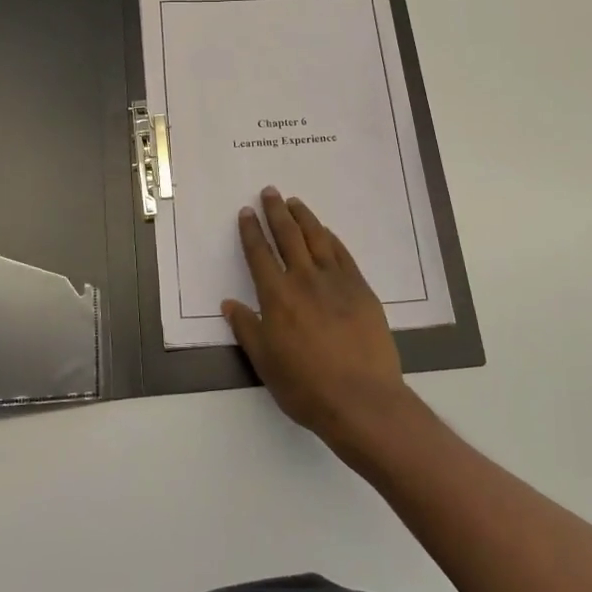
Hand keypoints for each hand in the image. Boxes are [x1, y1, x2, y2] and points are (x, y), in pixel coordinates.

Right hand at [222, 188, 416, 454]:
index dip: (251, 232)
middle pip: (288, 236)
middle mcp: (305, 280)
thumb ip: (247, 329)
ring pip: (317, 239)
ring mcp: (337, 282)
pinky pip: (343, 255)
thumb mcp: (265, 362)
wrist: (361, 399)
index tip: (246, 213)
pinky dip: (331, 239)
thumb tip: (230, 304)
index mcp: (277, 296)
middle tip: (270, 192)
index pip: (259, 254)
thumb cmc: (306, 386)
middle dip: (276, 212)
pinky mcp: (361, 290)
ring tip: (295, 202)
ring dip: (304, 217)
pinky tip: (326, 232)